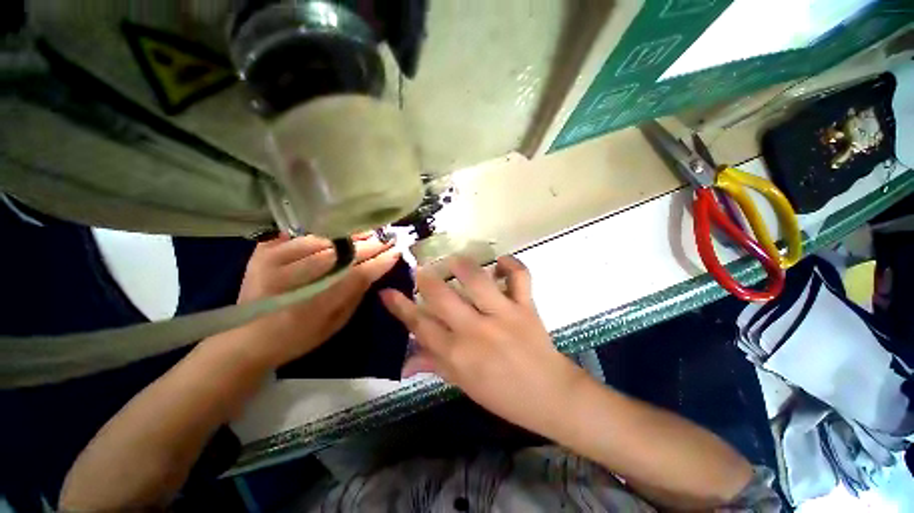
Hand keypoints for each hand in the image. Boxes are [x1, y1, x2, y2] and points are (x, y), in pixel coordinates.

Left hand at [220, 233, 399, 367]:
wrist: (245, 338)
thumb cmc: (296, 337)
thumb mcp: (333, 324)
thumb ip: (354, 296)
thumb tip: (374, 271)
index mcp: (312, 305)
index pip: (356, 275)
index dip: (379, 262)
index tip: (396, 252)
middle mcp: (291, 279)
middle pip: (340, 255)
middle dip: (368, 246)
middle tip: (387, 240)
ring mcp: (273, 261)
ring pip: (322, 241)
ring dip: (349, 236)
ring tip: (368, 233)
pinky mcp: (262, 252)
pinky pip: (299, 236)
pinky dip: (323, 233)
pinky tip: (339, 232)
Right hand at [380, 255, 586, 435]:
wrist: (550, 396)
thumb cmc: (503, 394)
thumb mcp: (464, 385)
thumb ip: (434, 365)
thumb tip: (404, 363)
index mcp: (458, 355)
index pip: (420, 326)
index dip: (400, 307)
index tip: (387, 292)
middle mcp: (476, 331)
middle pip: (442, 297)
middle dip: (426, 279)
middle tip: (422, 270)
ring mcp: (503, 316)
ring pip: (478, 280)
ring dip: (463, 265)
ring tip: (456, 261)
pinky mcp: (526, 307)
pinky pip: (520, 277)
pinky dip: (511, 264)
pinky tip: (500, 263)